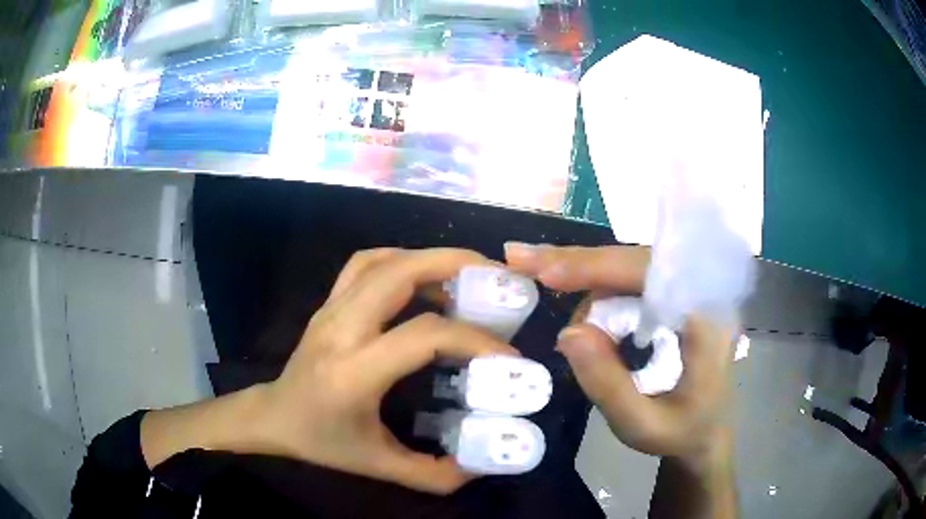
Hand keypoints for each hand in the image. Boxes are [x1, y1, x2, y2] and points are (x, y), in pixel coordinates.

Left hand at [142, 248, 516, 493]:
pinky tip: (423, 278)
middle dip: (453, 264)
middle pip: (398, 273)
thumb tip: (481, 464)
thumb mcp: (378, 465)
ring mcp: (331, 309)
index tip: (507, 353)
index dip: (472, 338)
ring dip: (428, 258)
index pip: (421, 335)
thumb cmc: (322, 442)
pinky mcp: (329, 303)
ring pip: (381, 261)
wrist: (275, 416)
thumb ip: (432, 473)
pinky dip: (400, 259)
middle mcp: (340, 329)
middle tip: (495, 275)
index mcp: (353, 372)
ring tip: (466, 274)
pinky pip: (365, 264)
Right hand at [504, 243, 734, 461]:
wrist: (706, 430)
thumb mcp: (643, 425)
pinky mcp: (673, 298)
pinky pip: (630, 280)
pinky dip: (594, 283)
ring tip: (547, 288)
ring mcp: (687, 292)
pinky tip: (572, 292)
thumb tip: (569, 334)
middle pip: (635, 261)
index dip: (598, 268)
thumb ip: (609, 385)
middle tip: (520, 258)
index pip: (651, 275)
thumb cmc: (681, 431)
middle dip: (578, 262)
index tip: (547, 272)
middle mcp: (701, 293)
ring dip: (584, 277)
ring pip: (629, 267)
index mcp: (706, 319)